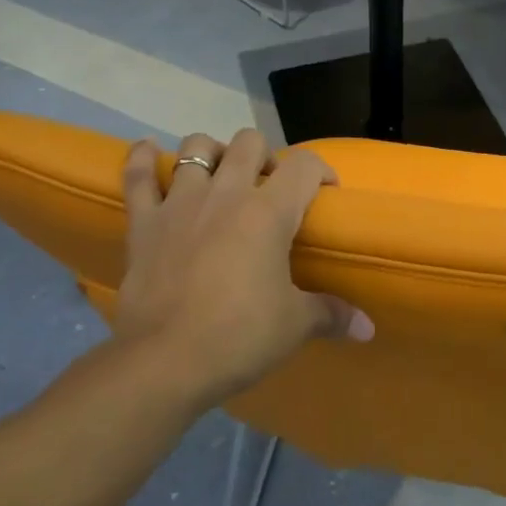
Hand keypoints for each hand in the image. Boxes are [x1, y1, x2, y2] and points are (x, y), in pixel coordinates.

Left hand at [114, 129, 370, 408]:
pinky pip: (138, 177)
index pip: (304, 166)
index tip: (325, 191)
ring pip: (196, 147)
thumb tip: (367, 328)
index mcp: (268, 213)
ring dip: (212, 152)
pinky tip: (148, 151)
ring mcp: (180, 204)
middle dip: (264, 155)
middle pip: (249, 142)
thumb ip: (332, 315)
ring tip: (218, 174)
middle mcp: (226, 194)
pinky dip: (142, 159)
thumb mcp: (294, 327)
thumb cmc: (238, 337)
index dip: (321, 171)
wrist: (164, 363)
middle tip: (268, 186)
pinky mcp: (144, 223)